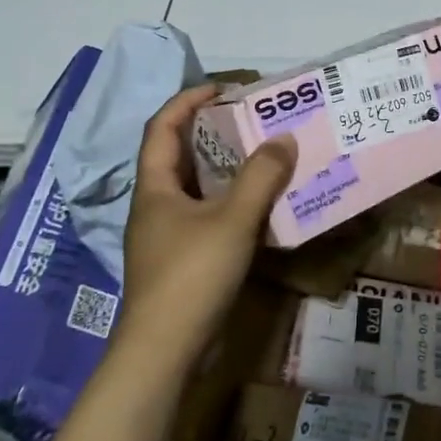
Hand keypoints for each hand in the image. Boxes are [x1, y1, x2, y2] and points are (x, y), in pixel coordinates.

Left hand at [119, 85, 294, 370]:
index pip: (163, 127)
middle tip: (254, 121)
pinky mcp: (182, 260)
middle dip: (214, 133)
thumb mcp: (232, 219)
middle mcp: (156, 205)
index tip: (224, 88)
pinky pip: (208, 216)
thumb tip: (284, 138)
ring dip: (227, 169)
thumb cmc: (191, 275)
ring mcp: (168, 236)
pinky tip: (262, 206)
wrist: (164, 352)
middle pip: (180, 155)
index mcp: (155, 187)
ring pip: (197, 188)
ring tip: (265, 156)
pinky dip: (232, 202)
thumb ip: (261, 176)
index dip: (189, 101)